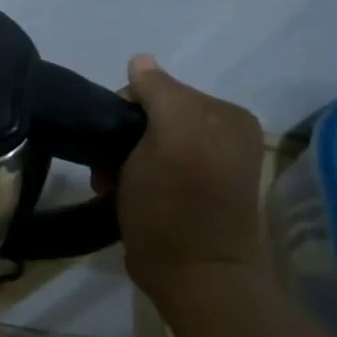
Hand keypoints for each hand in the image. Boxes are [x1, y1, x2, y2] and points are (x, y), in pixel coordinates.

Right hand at [116, 55, 267, 298]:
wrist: (192, 276)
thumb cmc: (174, 205)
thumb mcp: (167, 138)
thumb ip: (158, 92)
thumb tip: (140, 60)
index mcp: (226, 114)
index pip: (159, 88)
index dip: (125, 111)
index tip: (111, 145)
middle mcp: (226, 133)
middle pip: (152, 116)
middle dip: (124, 139)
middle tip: (110, 171)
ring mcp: (213, 163)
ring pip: (148, 142)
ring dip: (123, 161)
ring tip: (113, 187)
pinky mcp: (198, 190)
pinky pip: (156, 165)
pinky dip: (136, 176)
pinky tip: (126, 194)